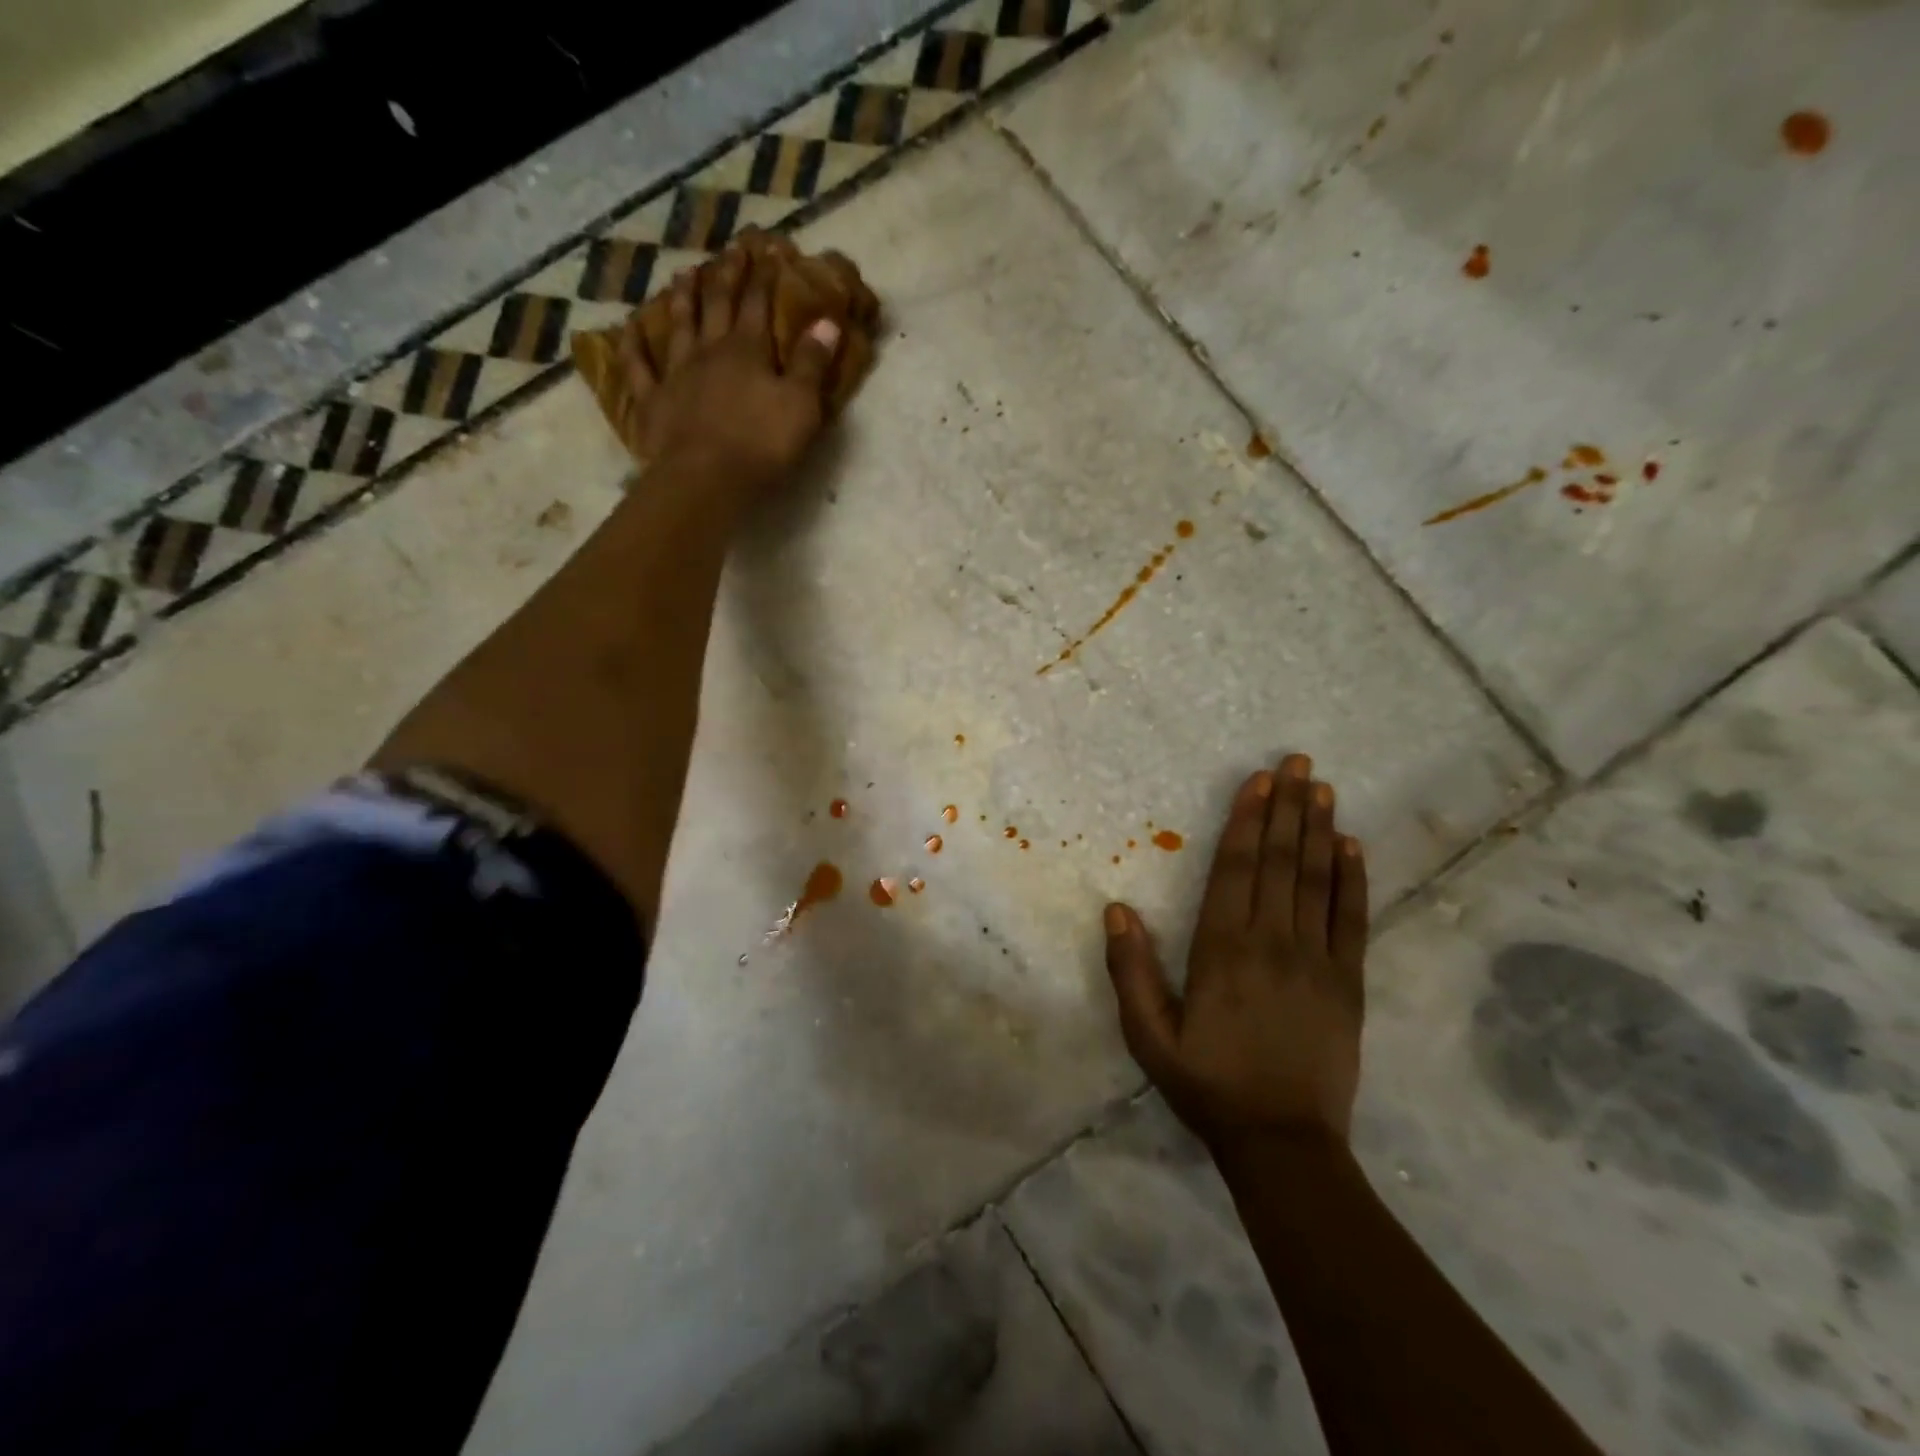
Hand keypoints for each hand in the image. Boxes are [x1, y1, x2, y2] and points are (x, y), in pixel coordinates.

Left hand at [618, 236, 841, 494]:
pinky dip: (633, 344)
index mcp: (748, 350)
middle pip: (717, 304)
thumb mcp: (801, 405)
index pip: (757, 303)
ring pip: (679, 325)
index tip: (767, 248)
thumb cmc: (762, 444)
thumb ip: (812, 363)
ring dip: (683, 297)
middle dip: (726, 275)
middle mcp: (710, 351)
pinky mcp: (653, 401)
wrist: (706, 477)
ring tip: (684, 272)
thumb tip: (827, 321)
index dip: (763, 275)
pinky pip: (639, 367)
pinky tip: (630, 326)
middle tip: (730, 249)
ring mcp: (676, 373)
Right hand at [1103, 754, 1368, 1148]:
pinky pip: (1352, 920)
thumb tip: (1116, 908)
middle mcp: (1271, 941)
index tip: (1258, 781)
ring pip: (1317, 881)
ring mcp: (1317, 961)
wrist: (1283, 1142)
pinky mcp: (1348, 983)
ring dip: (1320, 830)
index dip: (1248, 820)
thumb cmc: (1207, 1084)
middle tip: (1298, 763)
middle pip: (1281, 862)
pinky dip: (1353, 880)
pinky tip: (1353, 847)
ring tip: (1323, 789)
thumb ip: (1130, 971)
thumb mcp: (1149, 1036)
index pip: (1236, 869)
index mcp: (1222, 949)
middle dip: (1288, 808)